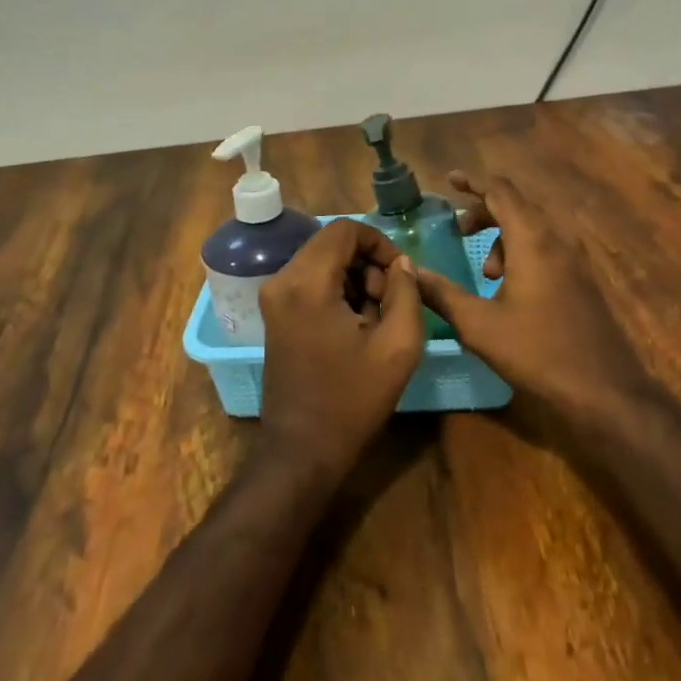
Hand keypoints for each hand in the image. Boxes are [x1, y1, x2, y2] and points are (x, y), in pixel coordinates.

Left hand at [256, 219, 424, 479]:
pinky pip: (311, 281)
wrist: (302, 450)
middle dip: (368, 263)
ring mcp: (274, 297)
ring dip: (355, 278)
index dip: (380, 242)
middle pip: (332, 243)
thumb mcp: (398, 345)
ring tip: (375, 318)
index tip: (399, 275)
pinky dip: (337, 291)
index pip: (346, 229)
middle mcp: (282, 280)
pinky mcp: (275, 314)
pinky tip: (355, 326)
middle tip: (389, 302)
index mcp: (307, 282)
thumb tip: (401, 263)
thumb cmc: (352, 399)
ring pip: (323, 261)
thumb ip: (406, 292)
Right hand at [413, 172, 654, 422]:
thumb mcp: (480, 326)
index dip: (473, 183)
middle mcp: (558, 239)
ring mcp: (576, 259)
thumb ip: (441, 294)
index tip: (449, 181)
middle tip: (459, 231)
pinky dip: (523, 252)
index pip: (501, 191)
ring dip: (504, 237)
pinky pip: (548, 247)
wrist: (606, 391)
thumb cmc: (538, 352)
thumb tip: (411, 272)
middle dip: (485, 212)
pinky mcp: (583, 279)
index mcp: (533, 240)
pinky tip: (512, 289)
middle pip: (518, 206)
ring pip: (534, 228)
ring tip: (487, 273)